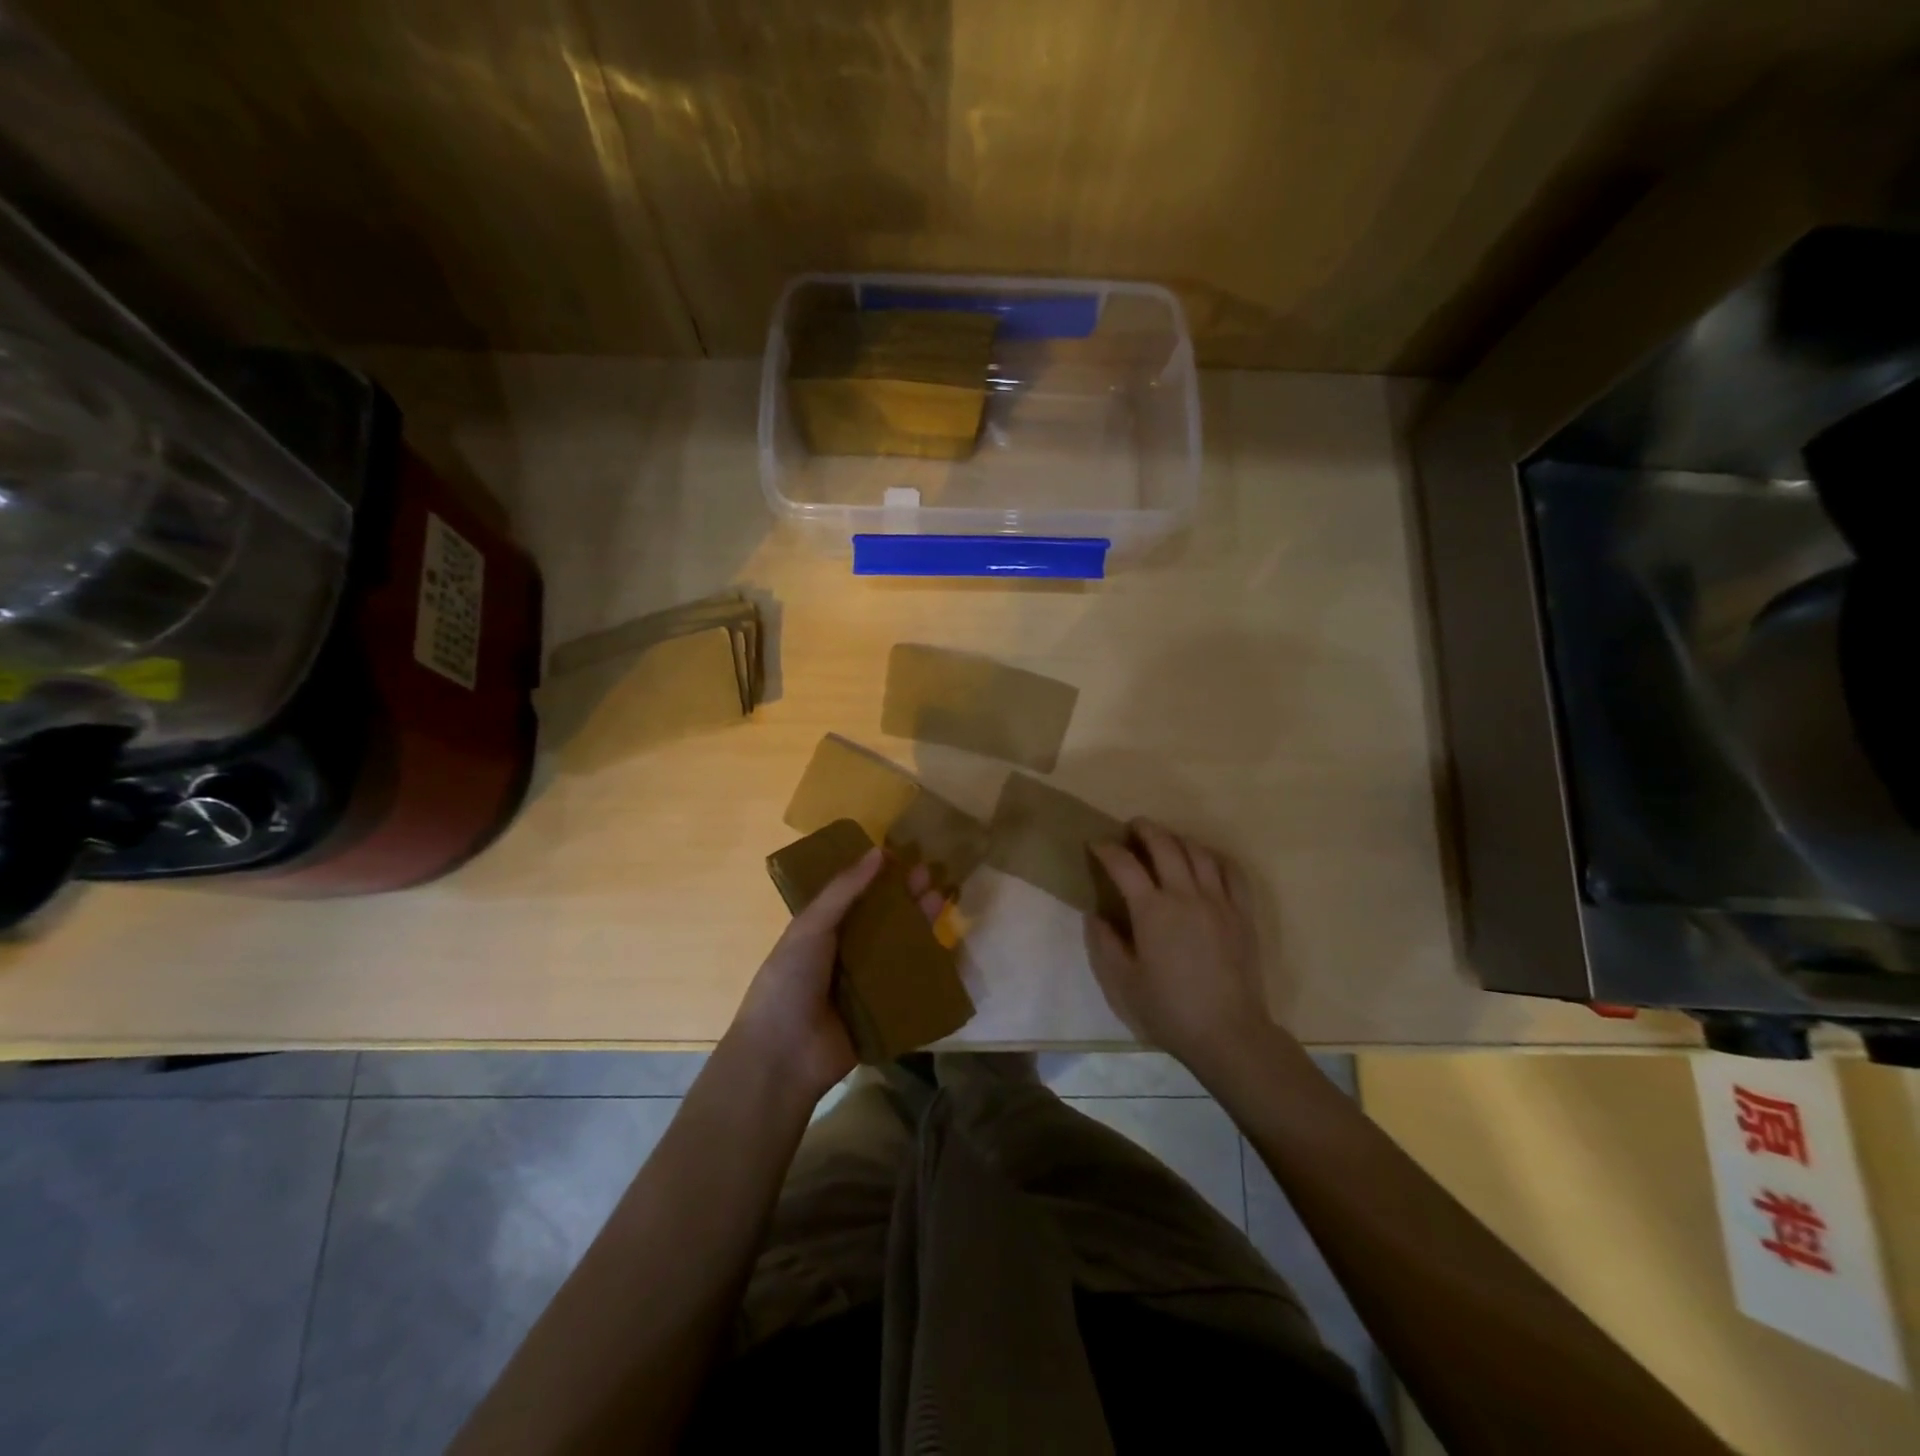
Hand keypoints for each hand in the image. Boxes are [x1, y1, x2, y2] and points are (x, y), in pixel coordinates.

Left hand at [729, 849, 946, 1101]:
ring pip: (898, 949)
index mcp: (821, 931)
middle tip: (931, 875)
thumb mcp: (811, 927)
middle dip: (905, 898)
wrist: (783, 1056)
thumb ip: (843, 890)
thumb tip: (879, 851)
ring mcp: (864, 985)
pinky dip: (926, 969)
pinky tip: (949, 948)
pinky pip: (908, 986)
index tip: (905, 856)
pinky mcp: (883, 1013)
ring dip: (919, 926)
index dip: (878, 877)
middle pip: (882, 920)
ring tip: (943, 899)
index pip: (855, 896)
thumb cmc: (790, 981)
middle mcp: (844, 954)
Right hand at [1086, 820, 1278, 1081]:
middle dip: (1144, 830)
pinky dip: (1215, 857)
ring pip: (1198, 852)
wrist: (1228, 1033)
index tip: (1095, 844)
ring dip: (1178, 839)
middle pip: (1164, 846)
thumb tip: (1095, 915)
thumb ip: (1105, 943)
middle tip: (1132, 828)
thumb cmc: (1169, 1010)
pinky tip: (1206, 860)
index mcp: (1152, 911)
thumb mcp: (1123, 983)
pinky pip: (1232, 871)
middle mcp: (1185, 895)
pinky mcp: (1242, 913)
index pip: (1124, 865)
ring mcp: (1218, 901)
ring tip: (1166, 840)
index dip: (1106, 849)